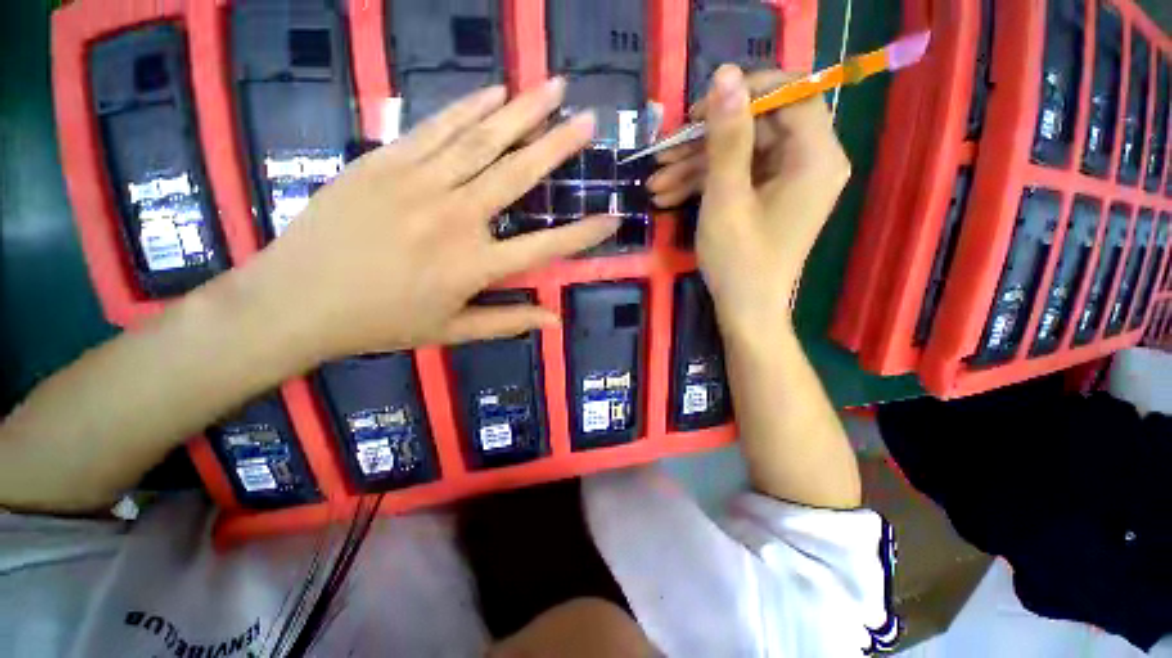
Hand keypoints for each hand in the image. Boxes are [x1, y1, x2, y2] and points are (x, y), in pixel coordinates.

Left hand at [244, 79, 617, 359]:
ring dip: (522, 111)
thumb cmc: (381, 322)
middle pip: (518, 175)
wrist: (298, 300)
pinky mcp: (385, 162)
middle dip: (559, 145)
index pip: (545, 247)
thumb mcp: (452, 331)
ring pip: (481, 140)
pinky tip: (493, 91)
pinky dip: (468, 108)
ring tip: (554, 87)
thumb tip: (555, 321)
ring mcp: (418, 184)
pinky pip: (436, 128)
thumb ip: (507, 322)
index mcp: (474, 267)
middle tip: (589, 120)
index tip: (612, 218)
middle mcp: (456, 219)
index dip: (583, 235)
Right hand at [647, 67, 849, 334]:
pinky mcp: (770, 196)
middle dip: (704, 142)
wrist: (745, 311)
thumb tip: (724, 75)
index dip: (744, 92)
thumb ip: (727, 136)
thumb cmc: (739, 260)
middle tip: (662, 154)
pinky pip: (739, 177)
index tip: (699, 111)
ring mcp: (788, 180)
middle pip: (757, 127)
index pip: (791, 93)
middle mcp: (810, 161)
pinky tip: (668, 197)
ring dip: (695, 167)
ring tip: (655, 184)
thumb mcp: (726, 197)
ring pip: (740, 154)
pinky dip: (705, 184)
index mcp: (815, 156)